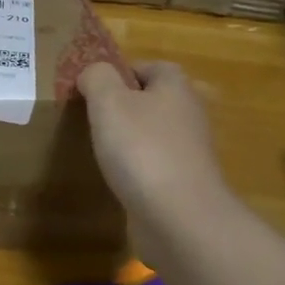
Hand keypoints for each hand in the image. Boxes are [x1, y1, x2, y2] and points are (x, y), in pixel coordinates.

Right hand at [78, 61, 232, 229]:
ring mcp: (190, 152)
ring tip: (100, 148)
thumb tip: (94, 72)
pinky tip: (118, 178)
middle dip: (125, 106)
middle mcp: (189, 114)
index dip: (121, 72)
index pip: (150, 66)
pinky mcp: (185, 183)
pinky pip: (156, 165)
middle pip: (154, 100)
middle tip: (93, 118)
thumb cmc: (142, 149)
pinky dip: (138, 168)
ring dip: (131, 139)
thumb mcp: (108, 101)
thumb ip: (97, 77)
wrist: (180, 218)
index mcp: (176, 87)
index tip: (93, 89)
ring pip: (155, 133)